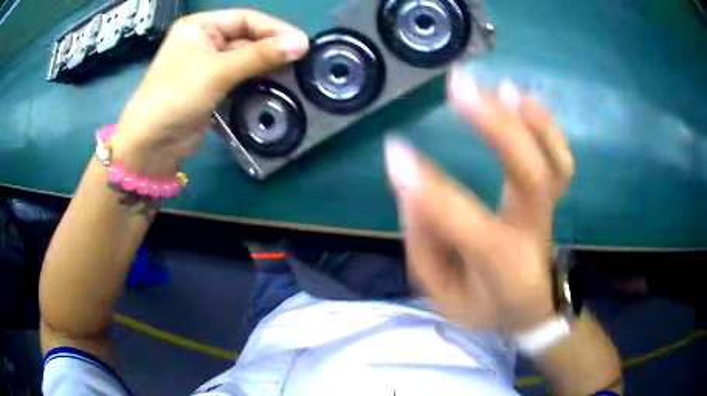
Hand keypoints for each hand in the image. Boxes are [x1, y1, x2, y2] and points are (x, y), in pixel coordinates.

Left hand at [112, 9, 309, 176]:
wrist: (152, 144)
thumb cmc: (177, 95)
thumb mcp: (218, 70)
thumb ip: (260, 55)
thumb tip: (303, 43)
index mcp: (200, 26)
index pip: (245, 19)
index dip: (274, 28)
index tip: (302, 42)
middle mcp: (204, 42)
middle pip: (246, 39)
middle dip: (271, 49)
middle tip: (302, 61)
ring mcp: (207, 66)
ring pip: (245, 60)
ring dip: (266, 68)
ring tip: (294, 75)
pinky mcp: (212, 89)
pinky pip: (240, 79)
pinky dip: (256, 83)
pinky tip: (276, 88)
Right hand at [385, 69, 574, 332]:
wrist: (531, 307)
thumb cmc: (485, 304)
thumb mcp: (442, 296)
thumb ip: (424, 246)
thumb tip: (412, 189)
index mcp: (502, 268)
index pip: (464, 223)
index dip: (428, 186)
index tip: (395, 151)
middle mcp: (533, 233)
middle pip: (528, 175)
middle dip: (496, 126)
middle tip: (458, 86)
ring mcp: (548, 211)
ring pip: (554, 162)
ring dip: (530, 120)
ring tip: (498, 87)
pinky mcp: (552, 196)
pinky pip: (560, 159)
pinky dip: (545, 126)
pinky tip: (518, 98)